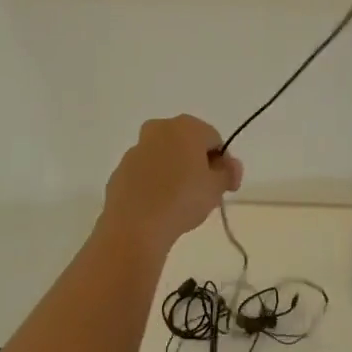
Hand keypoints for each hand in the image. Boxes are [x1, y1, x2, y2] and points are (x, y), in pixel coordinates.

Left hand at [101, 116, 242, 251]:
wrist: (135, 224)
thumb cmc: (182, 199)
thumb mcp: (216, 187)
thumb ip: (228, 173)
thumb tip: (229, 166)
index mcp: (186, 126)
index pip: (214, 139)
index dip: (224, 162)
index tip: (227, 186)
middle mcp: (160, 129)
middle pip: (188, 144)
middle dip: (199, 164)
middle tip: (206, 193)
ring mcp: (137, 148)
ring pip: (165, 156)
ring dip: (176, 172)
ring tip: (182, 203)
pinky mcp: (121, 169)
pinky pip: (147, 172)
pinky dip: (156, 183)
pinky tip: (160, 206)